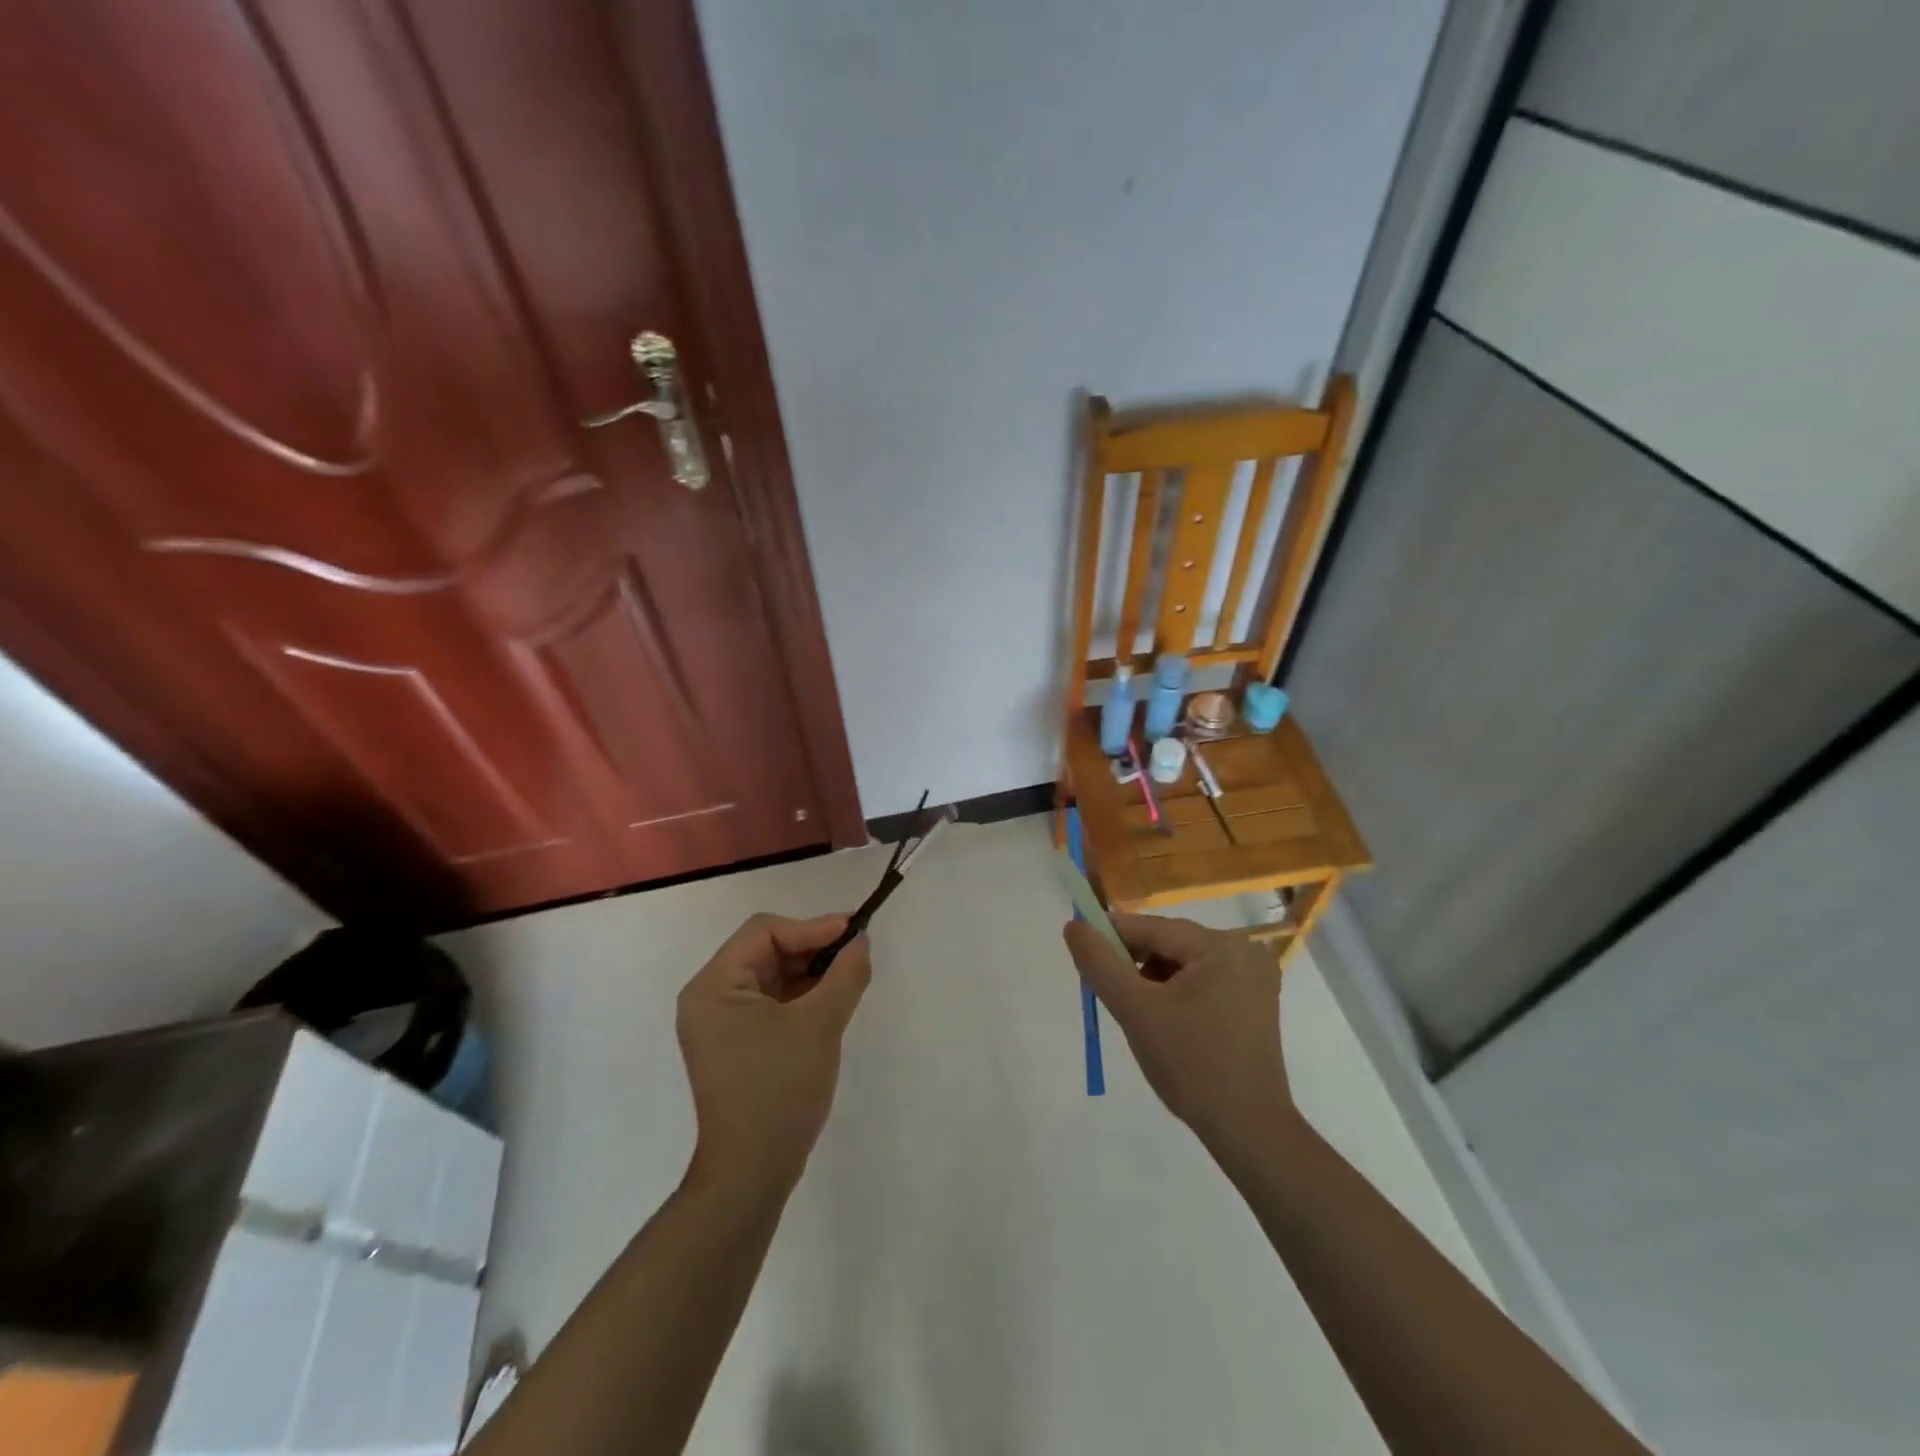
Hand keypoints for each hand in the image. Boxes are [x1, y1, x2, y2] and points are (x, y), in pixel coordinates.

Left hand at [676, 913, 871, 1197]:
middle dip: (812, 949)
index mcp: (714, 985)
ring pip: (771, 977)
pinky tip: (831, 1002)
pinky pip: (770, 1004)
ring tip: (849, 977)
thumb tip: (860, 941)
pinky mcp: (735, 1047)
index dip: (812, 927)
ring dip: (810, 973)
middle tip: (856, 953)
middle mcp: (709, 998)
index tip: (854, 932)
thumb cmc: (780, 1088)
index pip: (764, 932)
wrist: (752, 1173)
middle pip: (766, 951)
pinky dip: (801, 998)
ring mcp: (720, 1025)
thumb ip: (845, 973)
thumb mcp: (820, 1023)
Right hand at [1063, 913, 1292, 1148]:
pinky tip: (1166, 1024)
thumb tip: (1074, 925)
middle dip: (1133, 964)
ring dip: (1153, 981)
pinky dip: (1176, 994)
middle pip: (1168, 944)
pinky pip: (1201, 982)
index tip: (1081, 955)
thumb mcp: (1135, 1010)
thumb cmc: (1190, 1064)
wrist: (1248, 1130)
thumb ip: (1100, 963)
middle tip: (1108, 994)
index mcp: (1219, 945)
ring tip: (1139, 1016)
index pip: (1150, 928)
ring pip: (1182, 964)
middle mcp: (1243, 951)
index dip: (1110, 937)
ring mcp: (1253, 978)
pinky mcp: (1254, 1003)